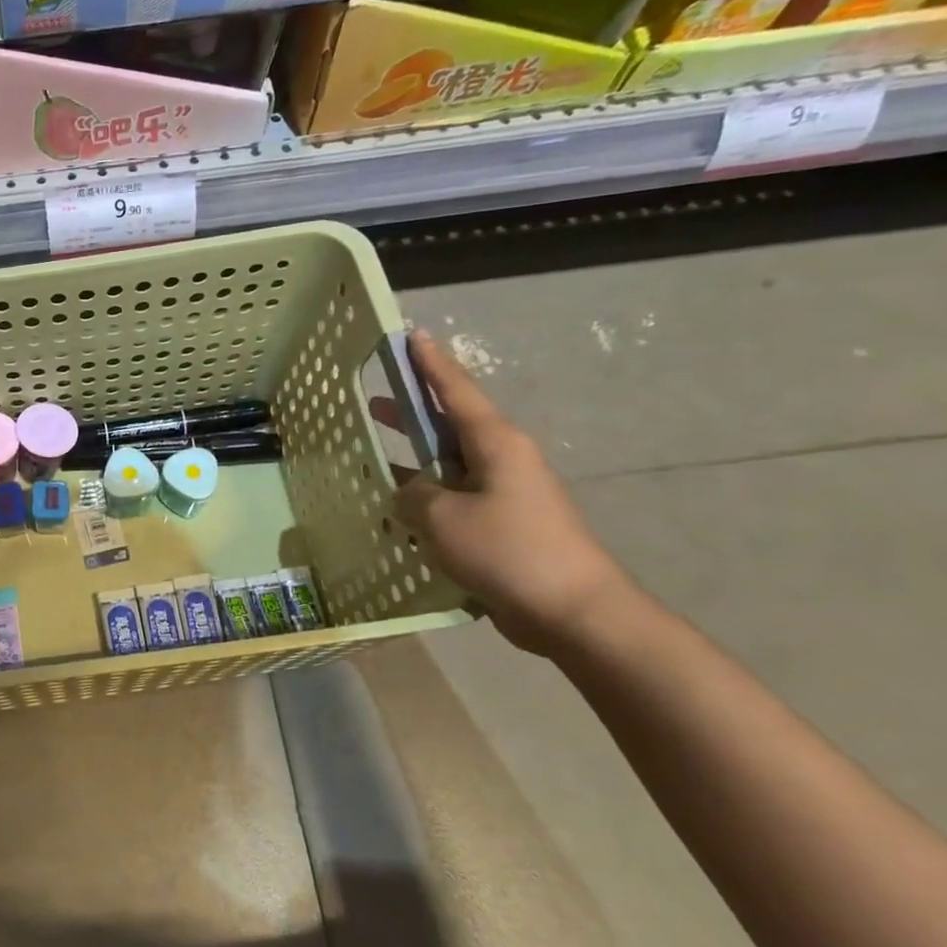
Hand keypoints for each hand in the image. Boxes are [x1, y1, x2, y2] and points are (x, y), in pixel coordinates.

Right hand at [386, 329, 632, 655]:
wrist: (572, 611)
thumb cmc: (509, 551)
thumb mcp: (442, 518)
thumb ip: (413, 495)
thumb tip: (408, 492)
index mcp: (495, 444)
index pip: (455, 391)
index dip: (429, 364)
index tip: (411, 335)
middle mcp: (502, 460)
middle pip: (449, 425)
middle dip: (412, 411)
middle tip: (374, 398)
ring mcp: (504, 495)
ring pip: (449, 466)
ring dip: (414, 460)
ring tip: (375, 457)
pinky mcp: (502, 526)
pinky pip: (454, 500)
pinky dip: (426, 498)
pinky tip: (398, 511)